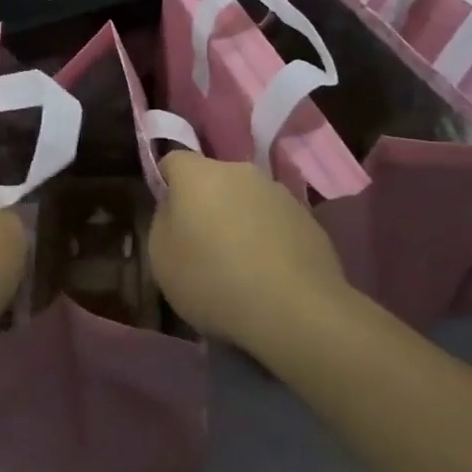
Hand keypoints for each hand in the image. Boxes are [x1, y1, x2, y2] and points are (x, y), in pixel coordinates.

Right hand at [149, 151, 348, 354]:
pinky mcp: (310, 220)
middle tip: (203, 243)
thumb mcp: (161, 258)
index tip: (169, 216)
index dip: (167, 184)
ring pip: (249, 200)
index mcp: (198, 174)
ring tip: (241, 264)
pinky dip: (270, 240)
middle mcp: (240, 171)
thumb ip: (164, 222)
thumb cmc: (212, 280)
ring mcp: (280, 193)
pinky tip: (270, 275)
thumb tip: (176, 209)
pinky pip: (277, 223)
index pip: (173, 160)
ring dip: (241, 220)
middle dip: (207, 203)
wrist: (295, 311)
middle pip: (214, 179)